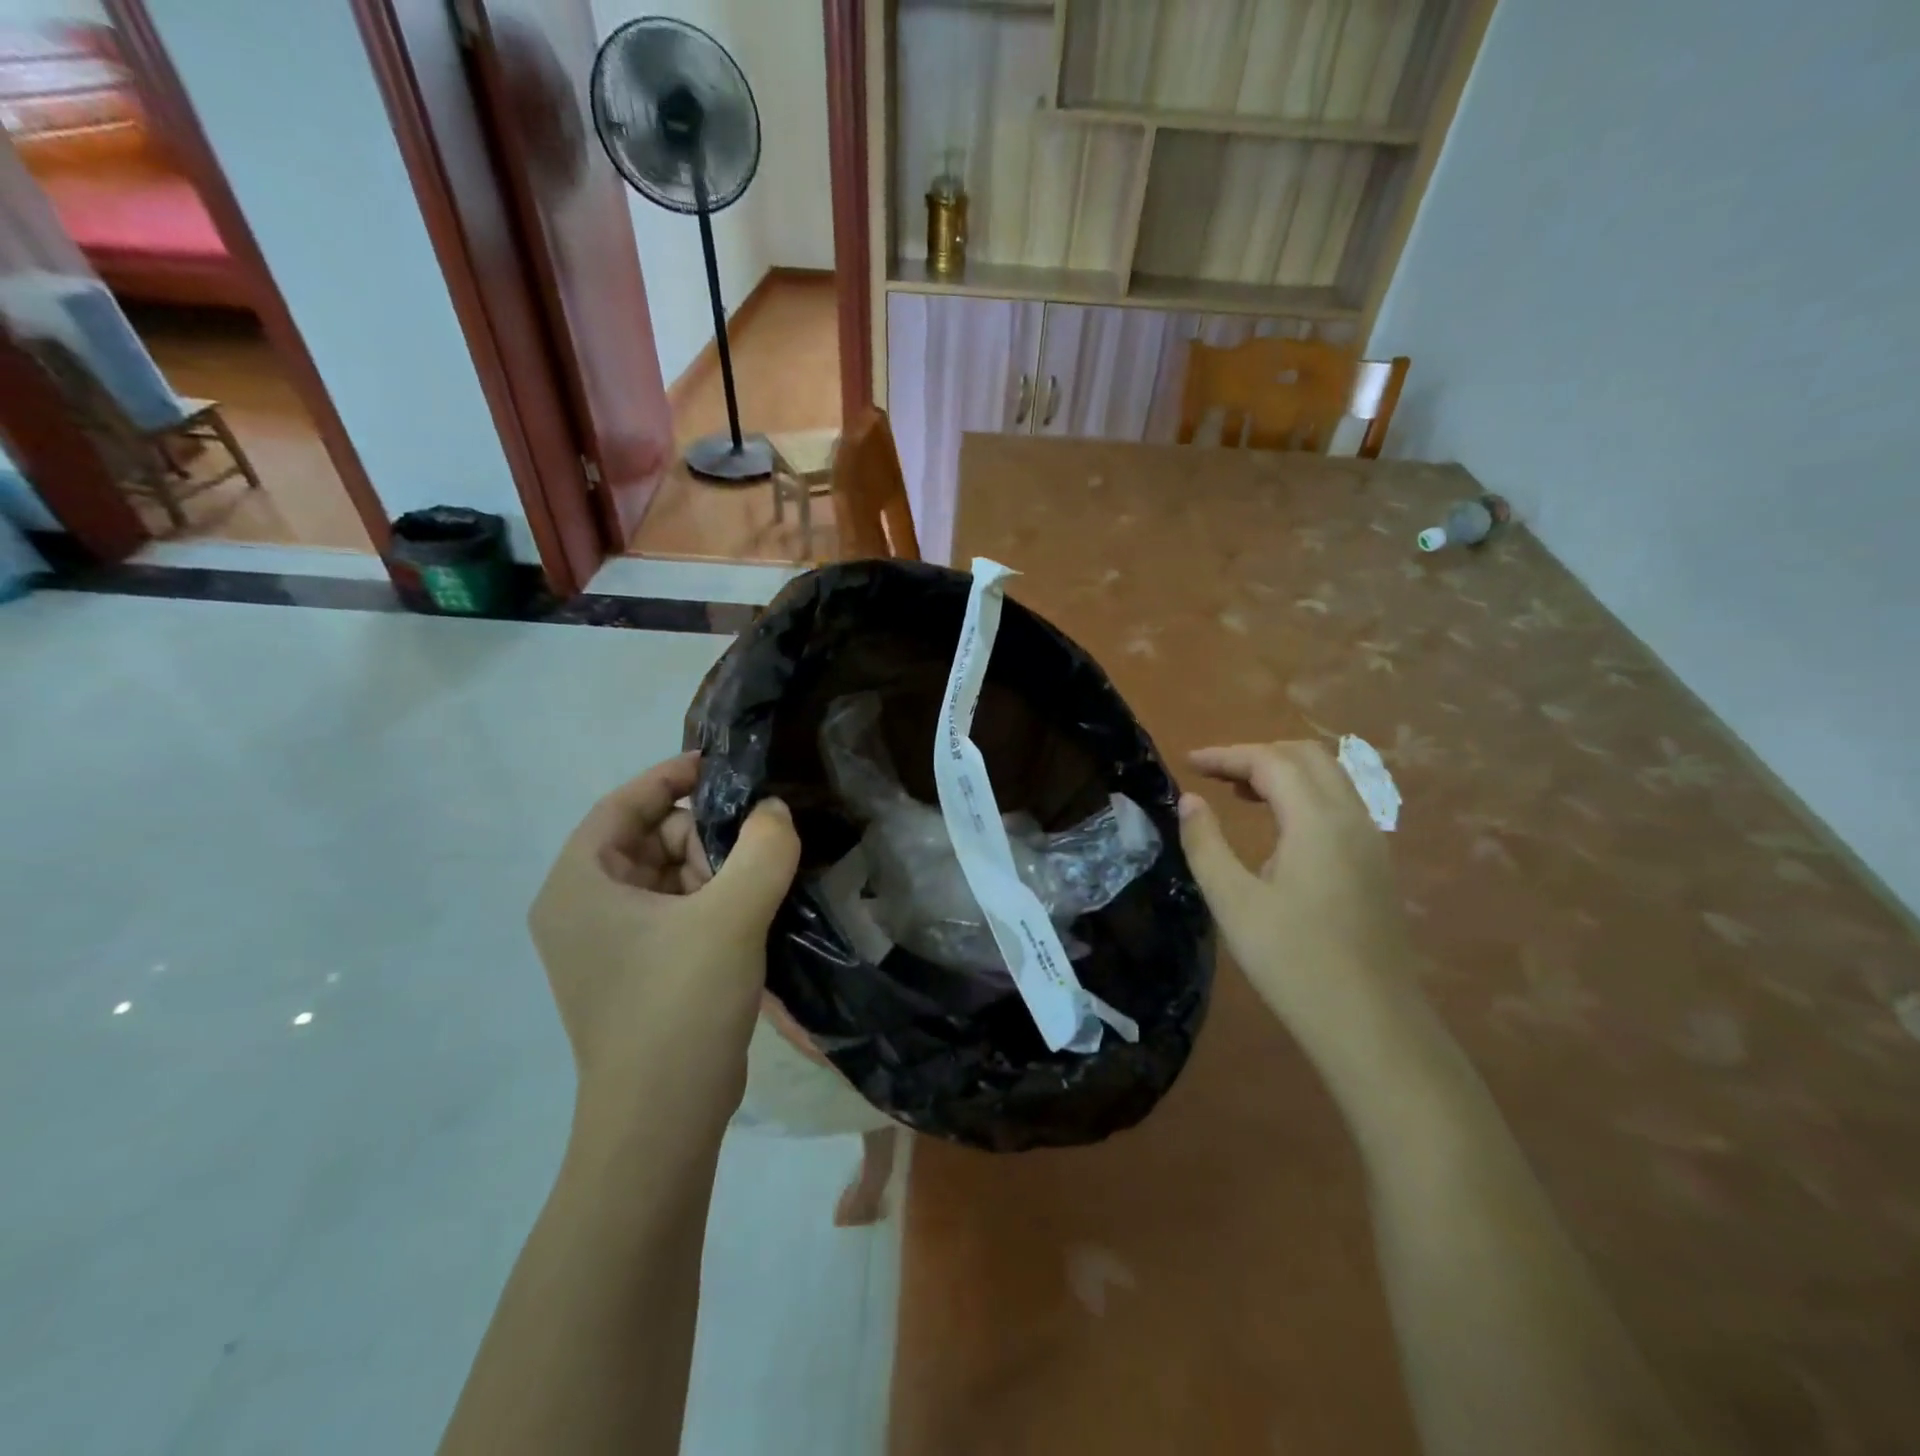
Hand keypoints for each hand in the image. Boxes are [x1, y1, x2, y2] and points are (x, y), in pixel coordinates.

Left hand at [529, 751, 799, 1119]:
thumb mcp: (730, 917)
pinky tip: (750, 912)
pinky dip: (711, 901)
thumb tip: (774, 811)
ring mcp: (608, 945)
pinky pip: (674, 911)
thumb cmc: (679, 1007)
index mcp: (578, 886)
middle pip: (647, 840)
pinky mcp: (637, 971)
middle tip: (751, 851)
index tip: (721, 767)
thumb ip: (762, 849)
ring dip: (713, 870)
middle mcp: (582, 909)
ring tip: (755, 888)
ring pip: (666, 876)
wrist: (662, 1122)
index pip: (620, 806)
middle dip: (702, 836)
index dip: (668, 778)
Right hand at [1177, 741, 1420, 1073]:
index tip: (1187, 763)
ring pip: (1330, 778)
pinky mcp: (1376, 864)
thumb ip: (1206, 843)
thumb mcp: (1233, 902)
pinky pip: (1341, 804)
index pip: (1271, 761)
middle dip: (1256, 755)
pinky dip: (1305, 795)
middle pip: (1307, 757)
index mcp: (1318, 821)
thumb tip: (1189, 800)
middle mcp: (1353, 818)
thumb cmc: (1293, 961)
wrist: (1371, 1024)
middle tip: (1214, 774)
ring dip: (1283, 772)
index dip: (1226, 755)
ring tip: (1240, 792)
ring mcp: (1372, 841)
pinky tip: (1279, 827)